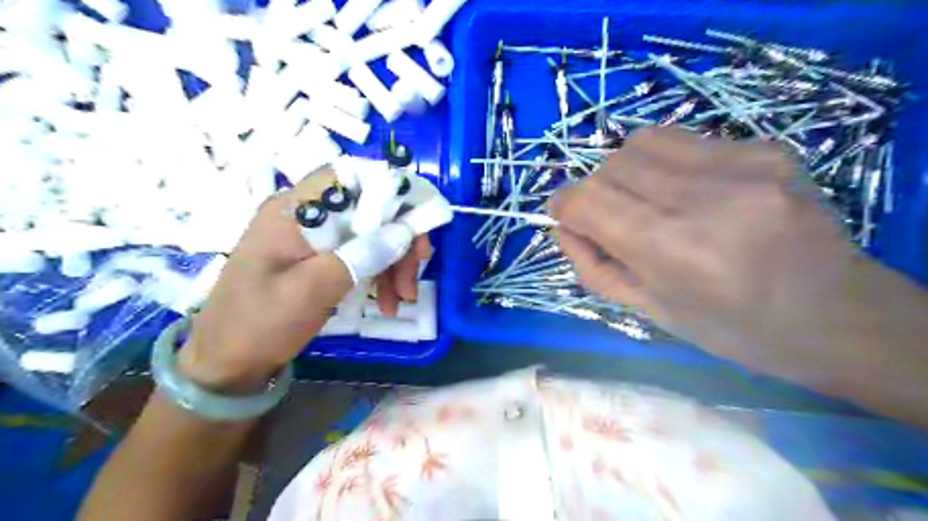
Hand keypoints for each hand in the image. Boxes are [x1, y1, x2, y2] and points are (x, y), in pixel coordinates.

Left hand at [177, 172, 431, 389]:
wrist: (226, 363)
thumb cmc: (260, 324)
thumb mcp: (313, 290)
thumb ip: (360, 255)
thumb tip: (404, 231)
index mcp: (293, 210)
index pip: (350, 177)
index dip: (389, 191)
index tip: (416, 224)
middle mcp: (303, 214)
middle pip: (367, 209)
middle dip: (398, 240)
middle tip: (412, 278)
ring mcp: (311, 237)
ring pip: (368, 233)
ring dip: (392, 262)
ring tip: (401, 299)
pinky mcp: (317, 257)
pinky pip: (358, 253)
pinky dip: (378, 274)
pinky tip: (386, 301)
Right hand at [550, 125, 870, 376]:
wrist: (837, 316)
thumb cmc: (733, 329)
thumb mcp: (650, 312)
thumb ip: (593, 266)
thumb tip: (561, 225)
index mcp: (673, 250)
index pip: (587, 200)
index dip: (563, 205)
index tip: (563, 216)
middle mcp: (705, 198)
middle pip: (610, 166)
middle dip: (595, 192)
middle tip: (612, 220)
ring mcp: (742, 166)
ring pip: (642, 142)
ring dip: (627, 171)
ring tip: (647, 201)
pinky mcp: (766, 148)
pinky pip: (685, 140)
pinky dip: (666, 163)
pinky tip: (688, 191)